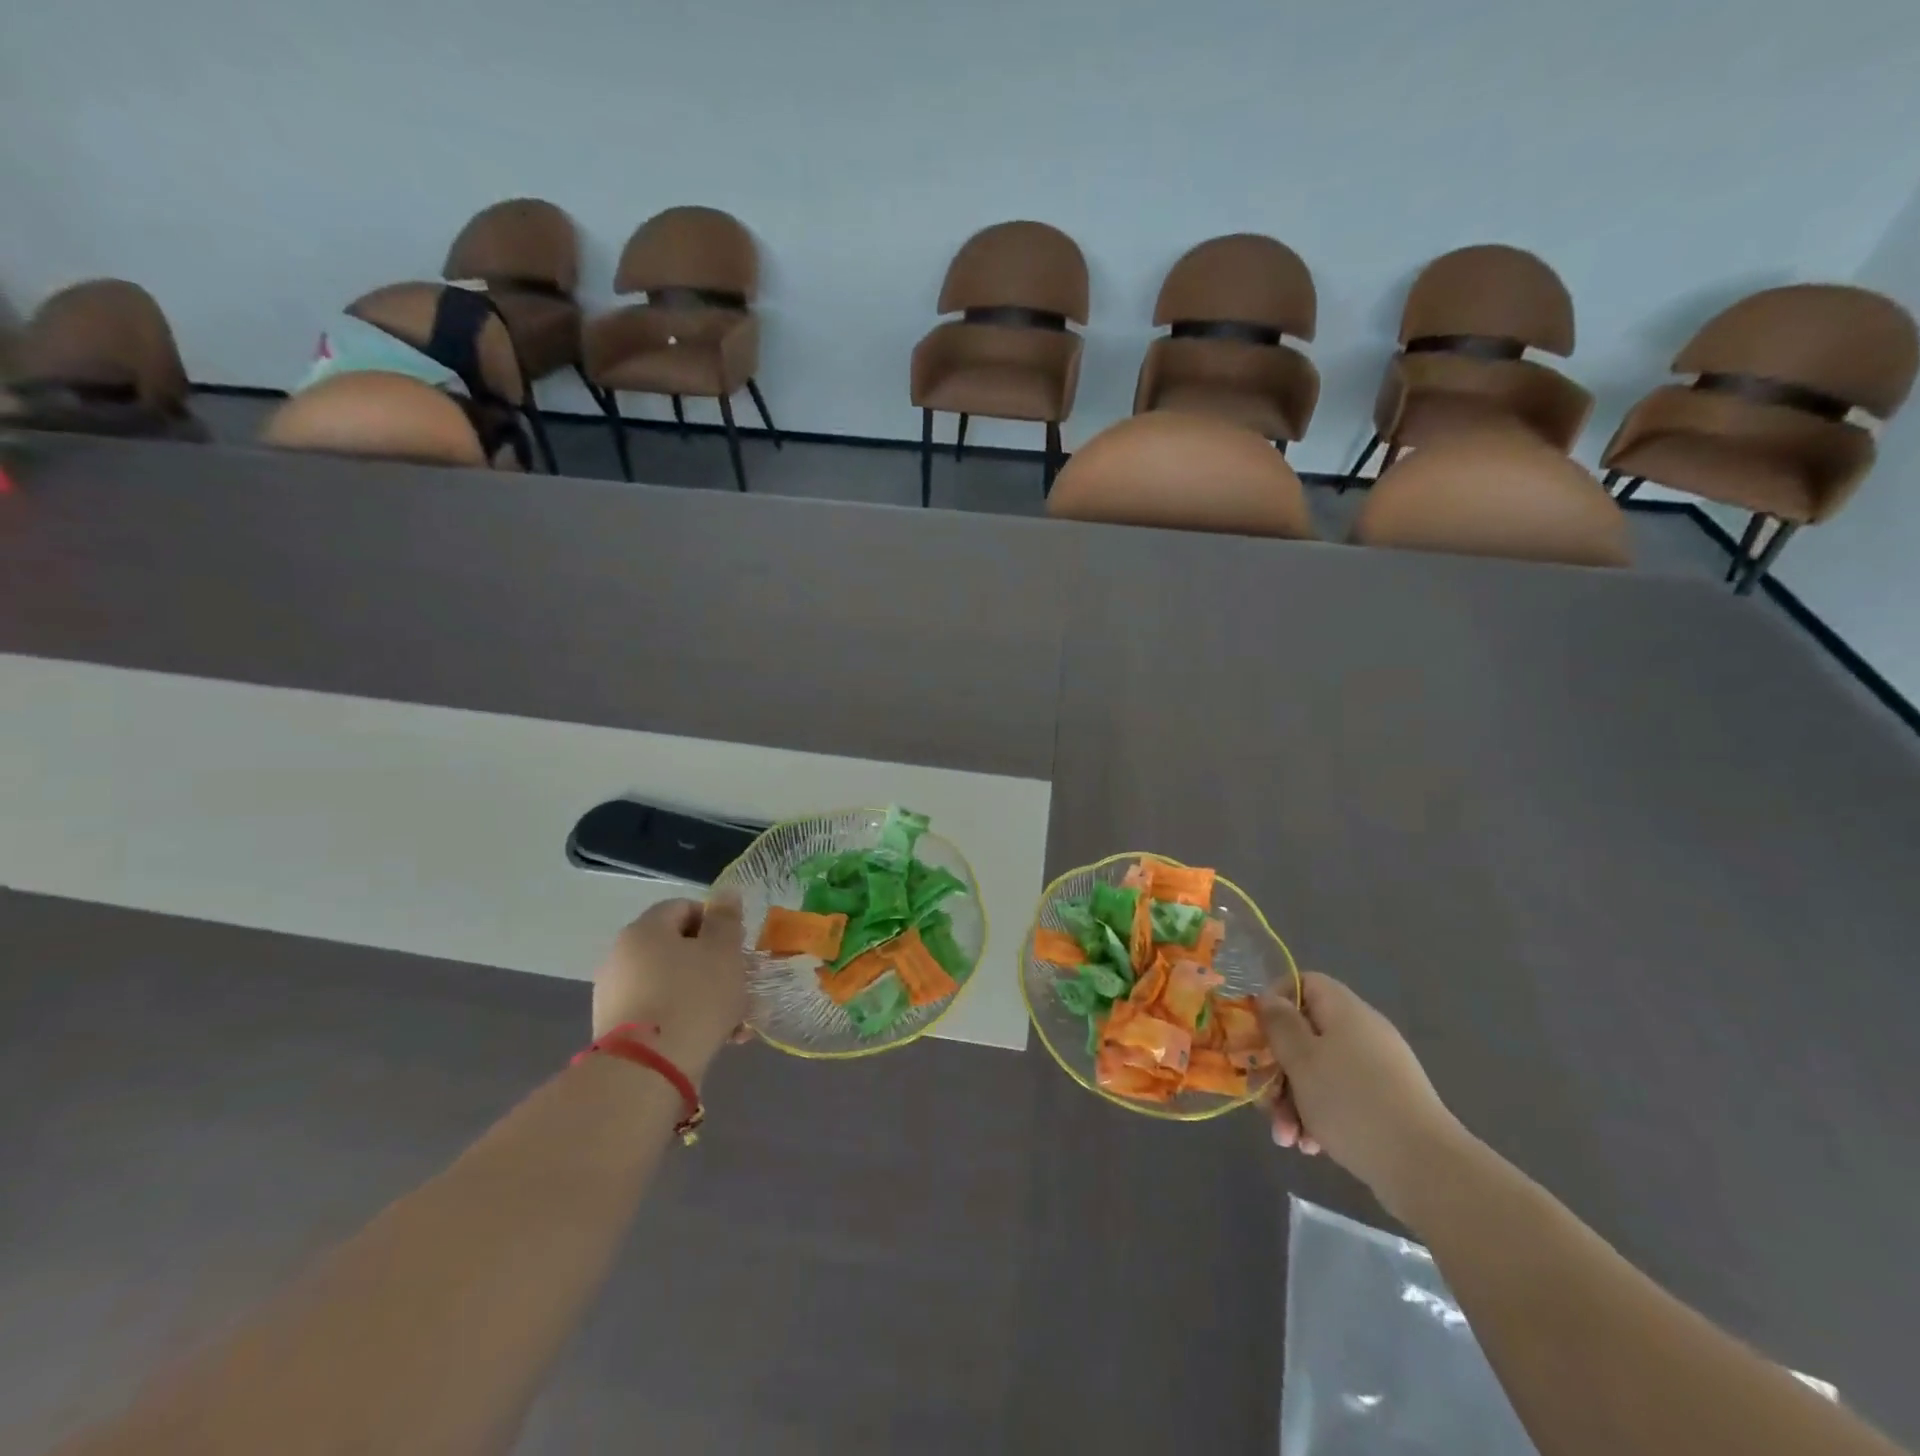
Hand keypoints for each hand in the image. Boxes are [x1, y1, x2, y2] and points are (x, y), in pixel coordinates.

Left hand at [592, 894, 750, 1081]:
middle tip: (741, 986)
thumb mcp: (723, 952)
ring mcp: (615, 995)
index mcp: (645, 929)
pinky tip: (715, 1039)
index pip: (684, 907)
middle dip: (714, 965)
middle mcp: (622, 956)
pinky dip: (686, 1019)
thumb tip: (725, 892)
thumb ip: (726, 920)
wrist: (646, 1072)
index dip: (716, 923)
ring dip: (705, 995)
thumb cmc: (693, 998)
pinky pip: (660, 1013)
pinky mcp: (617, 1031)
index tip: (737, 947)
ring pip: (672, 984)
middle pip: (678, 948)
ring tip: (736, 1022)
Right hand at [1260, 972, 1464, 1215]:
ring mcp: (1378, 1070)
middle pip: (1306, 1034)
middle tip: (1265, 1100)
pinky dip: (1320, 1117)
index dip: (1275, 1001)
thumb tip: (1270, 999)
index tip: (1257, 1033)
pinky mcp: (1387, 1105)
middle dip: (1279, 1068)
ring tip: (1287, 1138)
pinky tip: (1311, 1147)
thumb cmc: (1352, 1102)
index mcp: (1345, 1011)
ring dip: (1294, 1100)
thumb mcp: (1301, 1059)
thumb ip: (1279, 1024)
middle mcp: (1363, 1033)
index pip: (1304, 983)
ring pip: (1319, 1071)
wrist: (1426, 1170)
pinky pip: (1341, 1098)